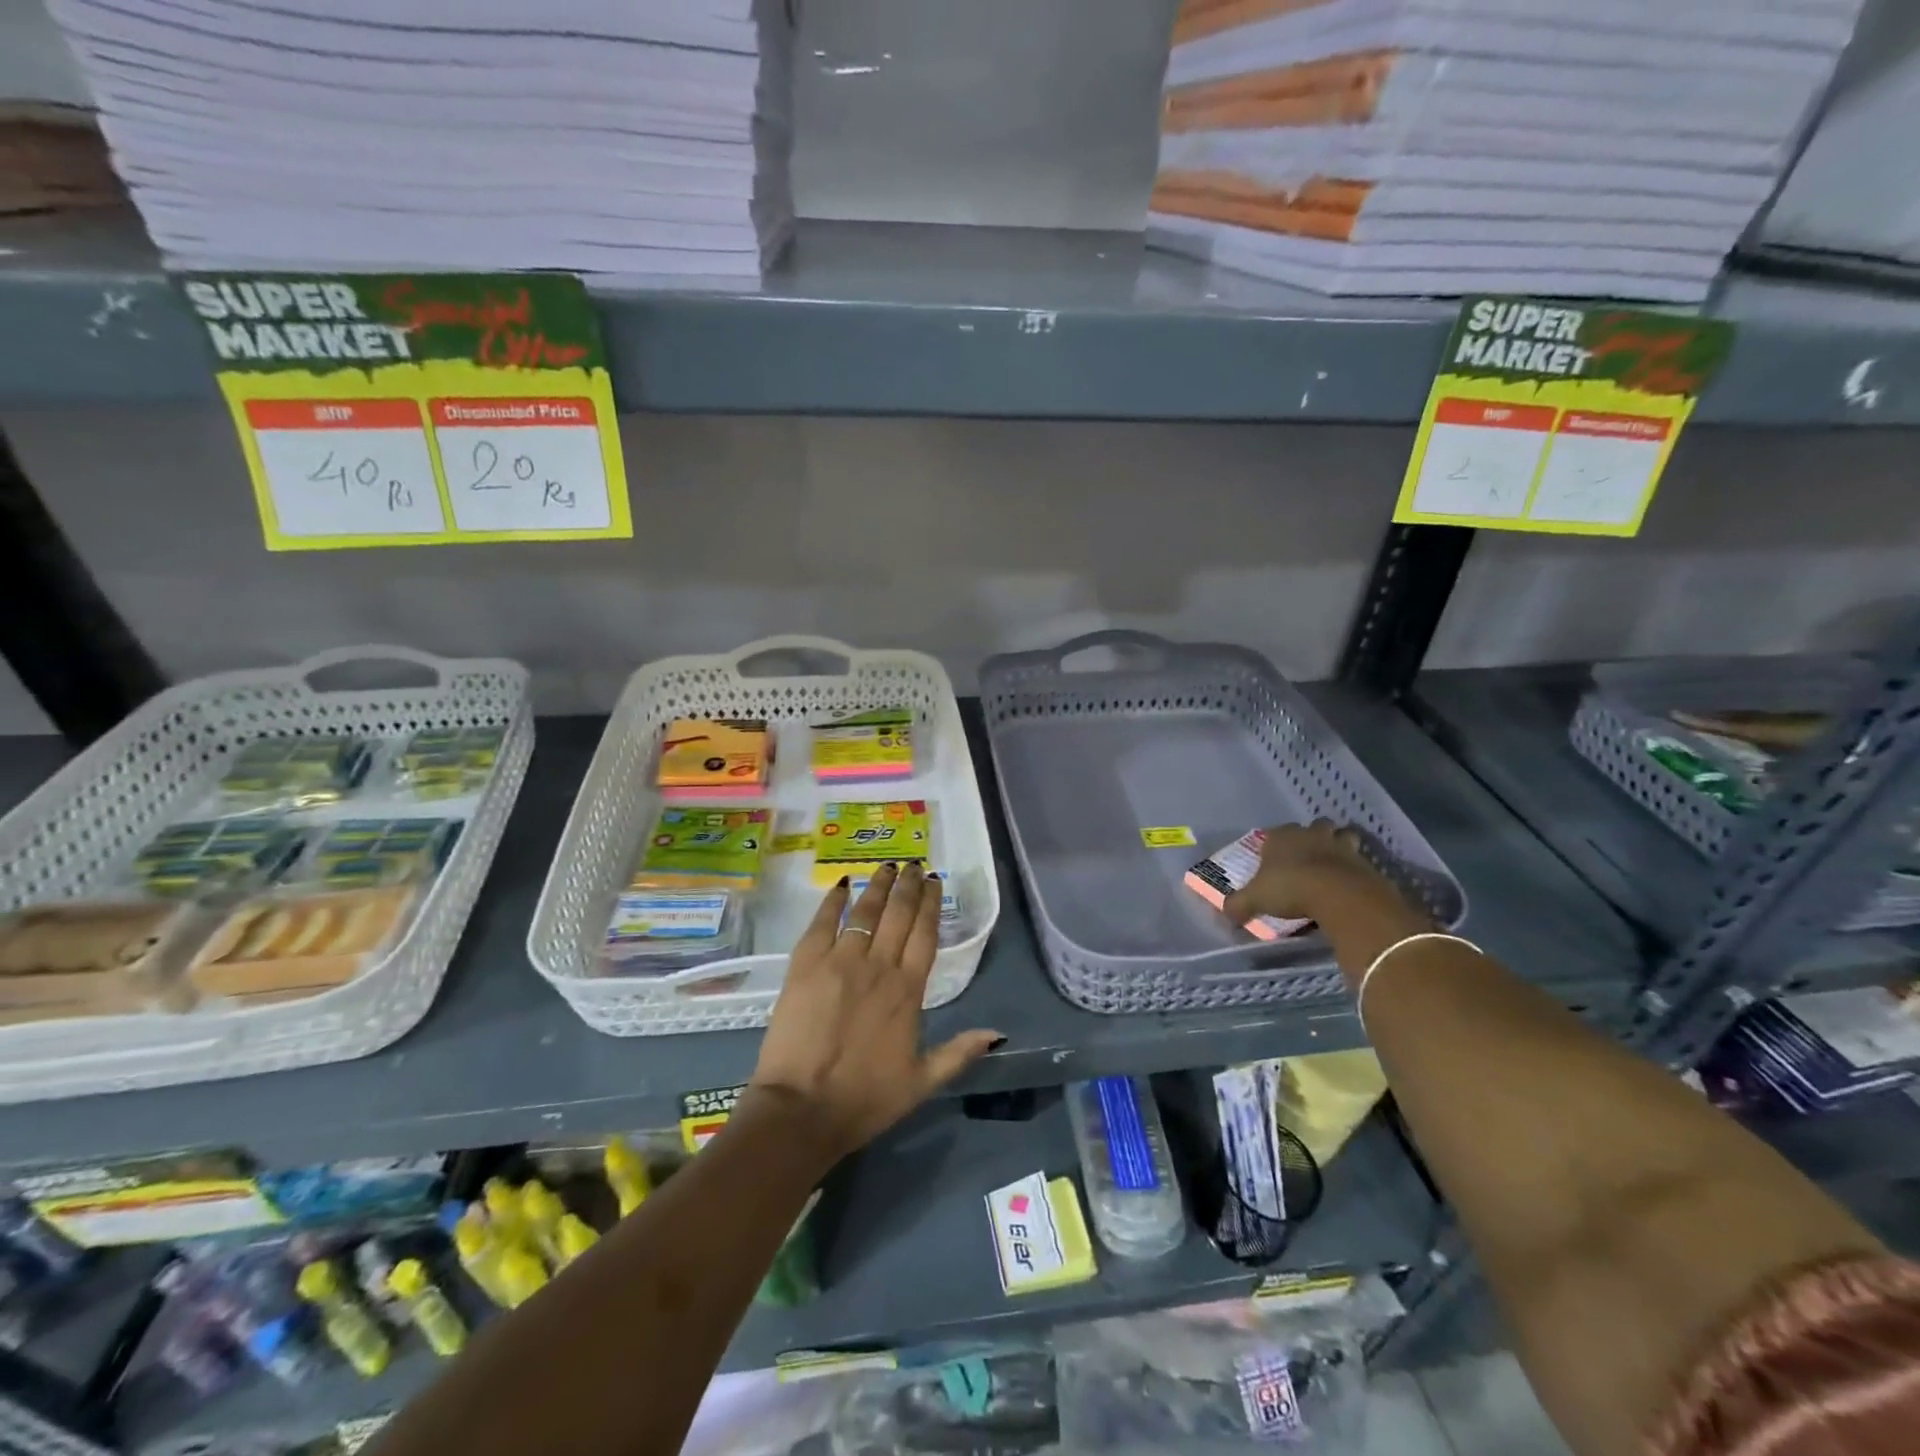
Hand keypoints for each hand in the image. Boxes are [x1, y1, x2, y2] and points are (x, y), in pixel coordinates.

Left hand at [746, 864, 1001, 1164]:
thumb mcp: (921, 1083)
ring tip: (888, 866)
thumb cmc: (864, 1100)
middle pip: (898, 914)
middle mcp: (878, 966)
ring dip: (878, 885)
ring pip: (864, 911)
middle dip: (909, 885)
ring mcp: (839, 961)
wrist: (801, 1110)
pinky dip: (833, 900)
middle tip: (914, 863)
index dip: (931, 904)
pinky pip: (823, 922)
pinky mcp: (805, 964)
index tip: (935, 882)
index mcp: (908, 991)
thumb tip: (997, 1034)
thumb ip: (959, 1053)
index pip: (925, 934)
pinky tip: (842, 883)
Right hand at [1222, 820, 1425, 931]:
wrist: (1339, 895)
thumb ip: (1239, 904)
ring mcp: (1341, 846)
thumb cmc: (1290, 888)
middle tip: (1309, 856)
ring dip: (1340, 845)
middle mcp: (1312, 834)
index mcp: (1282, 837)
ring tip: (1334, 864)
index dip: (1276, 844)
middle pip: (1315, 826)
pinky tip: (1350, 883)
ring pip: (1343, 836)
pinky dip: (1356, 869)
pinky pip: (1360, 860)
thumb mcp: (1255, 899)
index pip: (1276, 832)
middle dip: (1314, 836)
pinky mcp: (1365, 862)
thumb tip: (1226, 913)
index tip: (1274, 859)